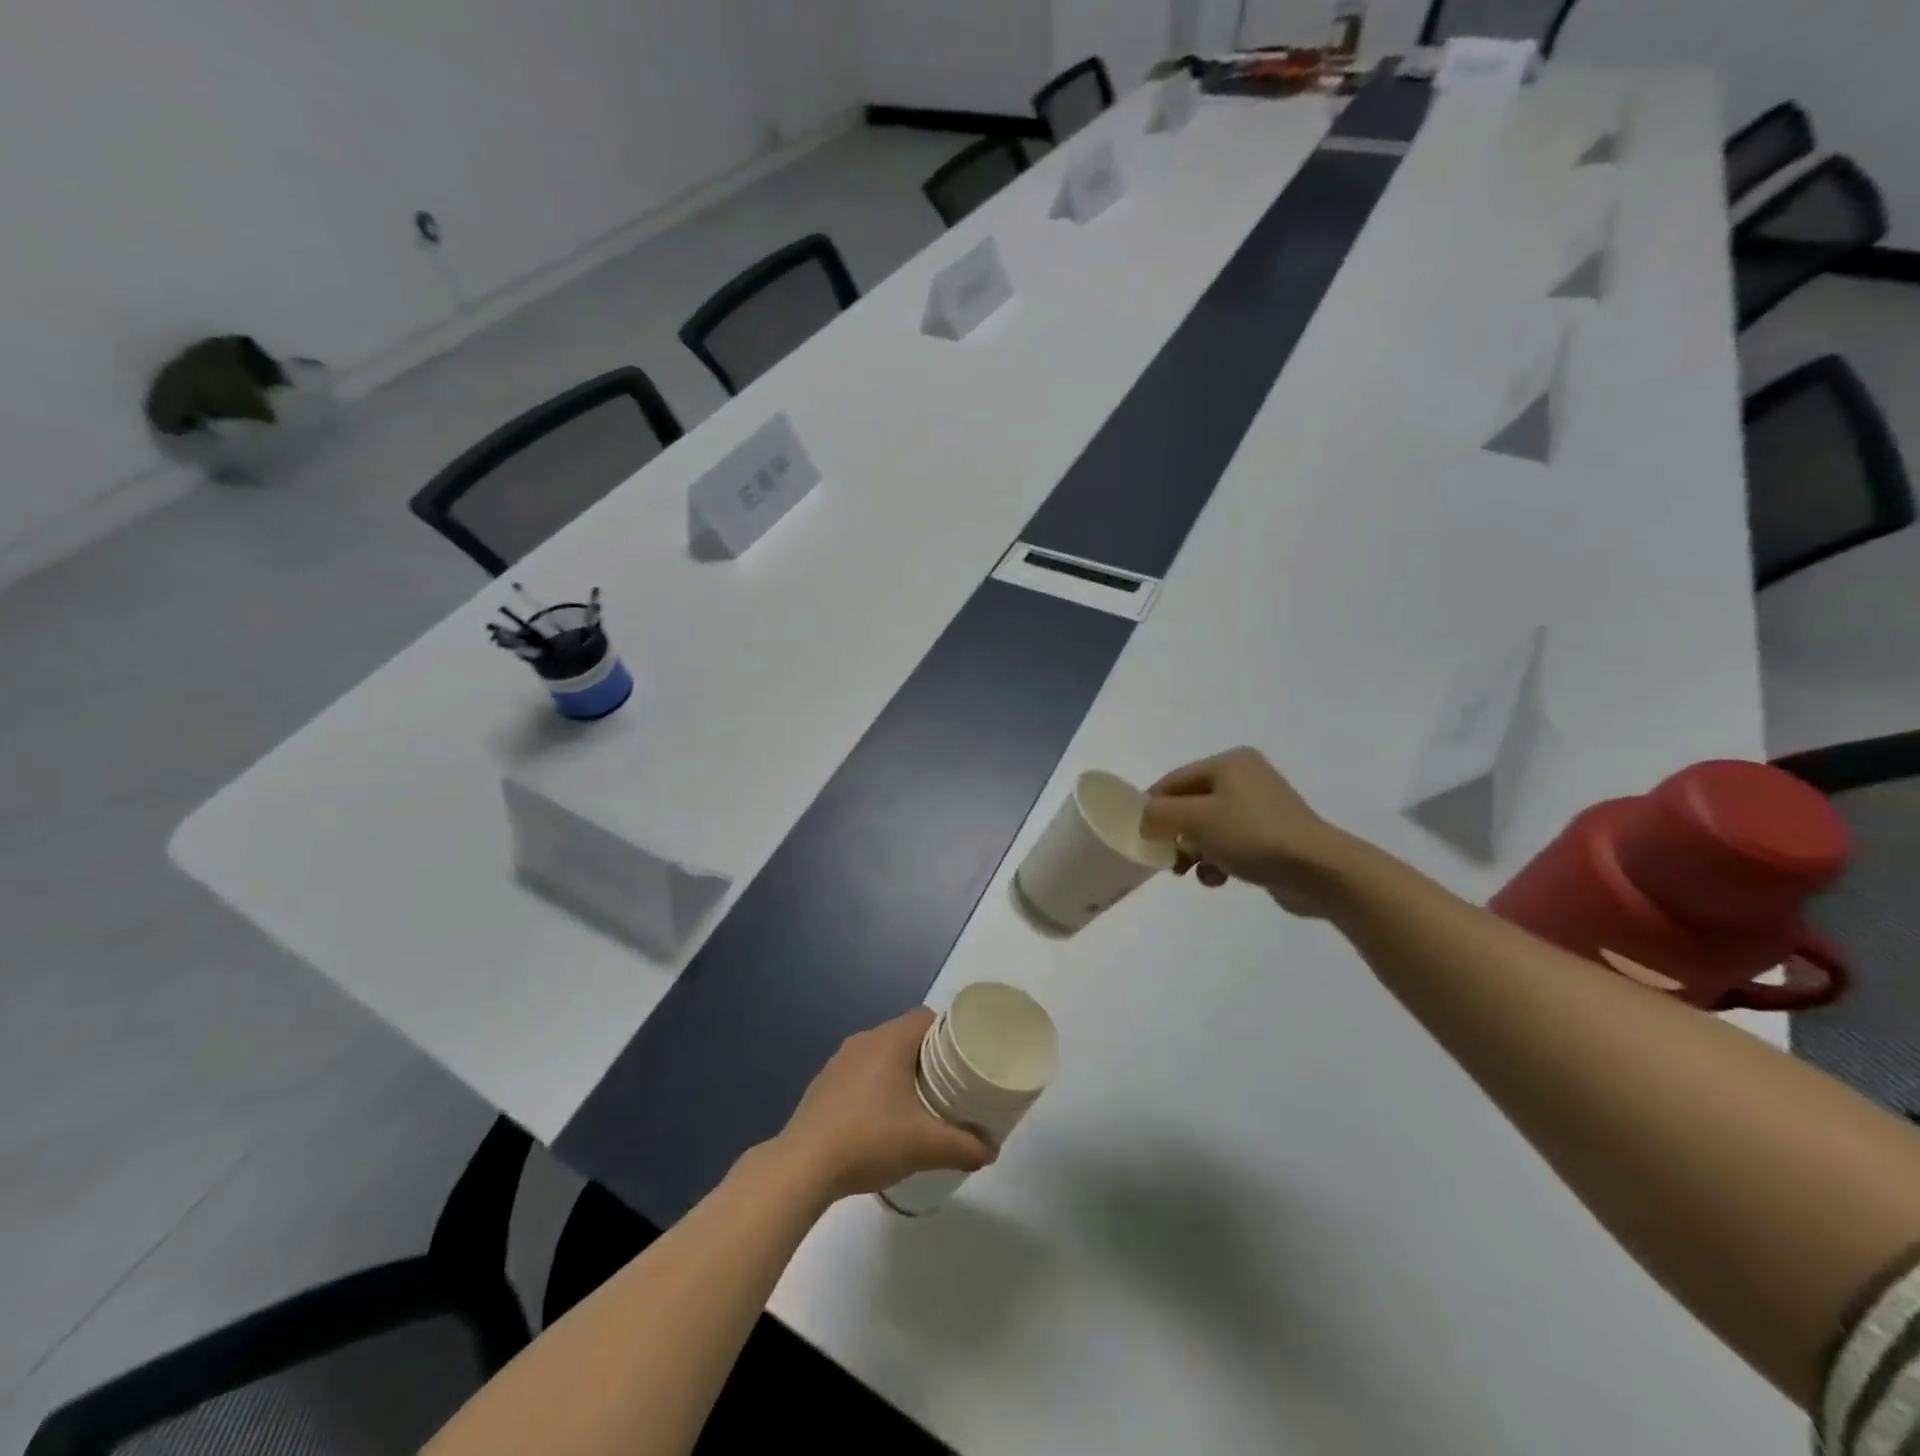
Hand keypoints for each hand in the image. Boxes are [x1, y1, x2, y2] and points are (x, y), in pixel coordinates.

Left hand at [774, 1009, 995, 1201]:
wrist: (803, 1166)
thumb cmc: (869, 1140)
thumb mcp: (925, 1146)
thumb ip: (964, 1146)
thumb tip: (991, 1150)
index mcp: (890, 1041)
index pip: (926, 1017)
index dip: (948, 1033)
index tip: (963, 1058)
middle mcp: (864, 1040)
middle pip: (905, 1035)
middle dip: (927, 1056)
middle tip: (948, 1085)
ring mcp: (839, 1061)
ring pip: (881, 1054)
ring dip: (899, 1072)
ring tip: (918, 1103)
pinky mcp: (823, 1084)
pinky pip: (860, 1073)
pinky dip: (875, 1086)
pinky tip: (880, 1119)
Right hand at [1140, 747, 1355, 916]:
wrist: (1318, 870)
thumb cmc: (1252, 835)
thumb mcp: (1196, 819)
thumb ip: (1159, 814)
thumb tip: (1145, 819)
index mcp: (1229, 763)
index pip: (1173, 781)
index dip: (1151, 807)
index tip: (1138, 837)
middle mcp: (1246, 777)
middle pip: (1190, 804)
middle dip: (1174, 833)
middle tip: (1166, 858)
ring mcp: (1261, 807)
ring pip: (1208, 827)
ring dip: (1194, 850)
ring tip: (1189, 871)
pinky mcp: (1272, 836)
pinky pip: (1230, 843)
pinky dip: (1217, 860)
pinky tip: (1218, 878)